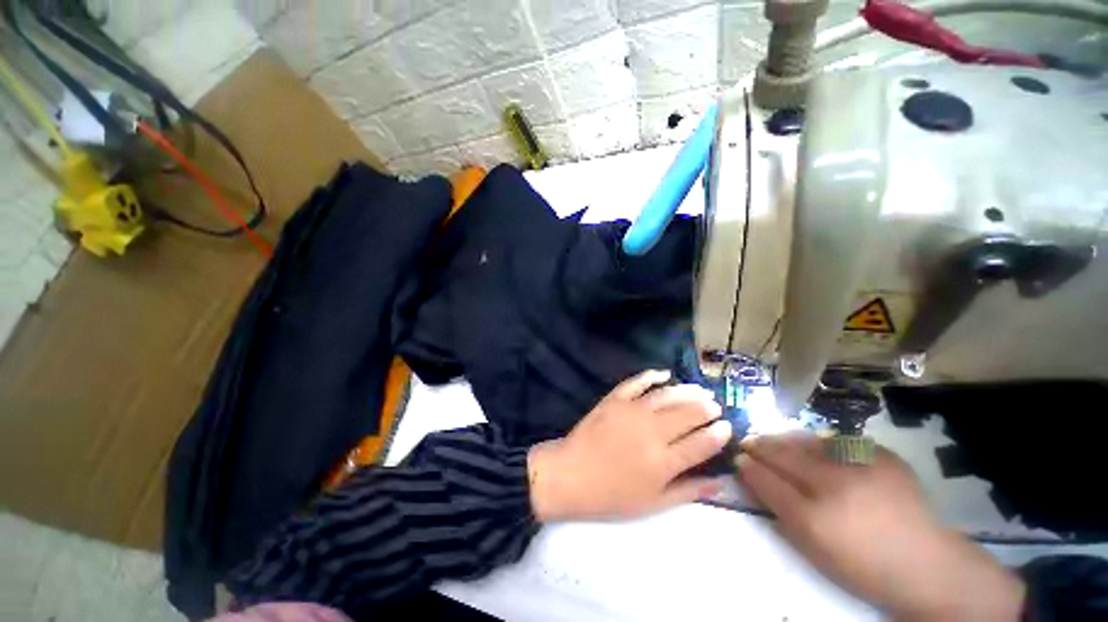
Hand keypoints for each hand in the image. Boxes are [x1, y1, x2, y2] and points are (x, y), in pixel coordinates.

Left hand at [528, 370, 730, 521]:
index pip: (701, 444)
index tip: (727, 426)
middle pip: (688, 414)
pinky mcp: (614, 399)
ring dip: (687, 391)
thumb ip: (688, 491)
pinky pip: (636, 382)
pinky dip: (652, 375)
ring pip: (667, 395)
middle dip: (706, 408)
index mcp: (663, 462)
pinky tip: (664, 374)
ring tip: (699, 390)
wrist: (570, 475)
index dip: (718, 434)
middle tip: (715, 405)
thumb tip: (720, 483)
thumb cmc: (611, 496)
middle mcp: (652, 432)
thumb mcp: (653, 504)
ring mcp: (631, 411)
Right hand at [737, 433, 1025, 620]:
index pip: (767, 480)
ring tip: (775, 440)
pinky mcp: (884, 457)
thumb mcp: (812, 548)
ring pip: (809, 442)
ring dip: (787, 440)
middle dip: (761, 446)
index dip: (749, 467)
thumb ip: (780, 510)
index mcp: (813, 517)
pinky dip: (824, 443)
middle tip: (749, 441)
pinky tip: (819, 446)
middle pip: (784, 456)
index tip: (738, 458)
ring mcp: (861, 467)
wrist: (925, 564)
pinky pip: (842, 441)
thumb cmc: (861, 565)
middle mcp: (834, 486)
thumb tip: (755, 479)